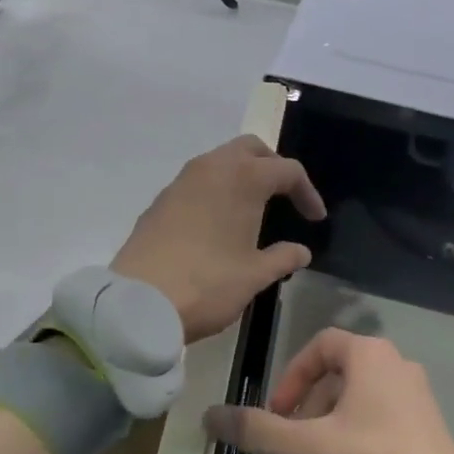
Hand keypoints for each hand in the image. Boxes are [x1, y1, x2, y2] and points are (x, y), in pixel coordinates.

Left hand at [111, 136, 326, 343]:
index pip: (287, 170)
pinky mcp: (160, 201)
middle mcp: (212, 168)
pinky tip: (219, 223)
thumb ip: (283, 258)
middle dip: (273, 167)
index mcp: (243, 178)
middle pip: (251, 149)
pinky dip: (216, 191)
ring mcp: (181, 182)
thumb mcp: (255, 275)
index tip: (315, 219)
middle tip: (286, 196)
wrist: (138, 303)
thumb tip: (301, 251)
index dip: (307, 192)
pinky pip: (198, 182)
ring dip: (242, 176)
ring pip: (220, 161)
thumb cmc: (208, 284)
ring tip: (253, 209)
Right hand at [203, 330, 453, 453]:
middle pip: (337, 379)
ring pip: (355, 409)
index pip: (321, 345)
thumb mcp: (310, 448)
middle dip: (307, 416)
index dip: (291, 376)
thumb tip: (210, 415)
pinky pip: (377, 427)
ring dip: (326, 440)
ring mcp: (416, 399)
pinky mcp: (426, 429)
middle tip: (291, 450)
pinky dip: (352, 449)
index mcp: (372, 357)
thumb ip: (260, 429)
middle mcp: (397, 367)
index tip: (277, 413)